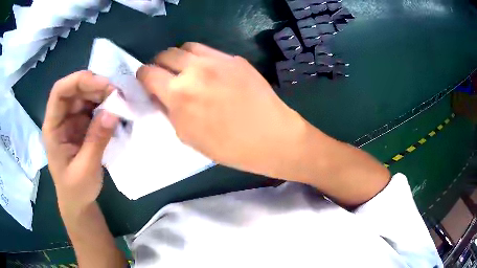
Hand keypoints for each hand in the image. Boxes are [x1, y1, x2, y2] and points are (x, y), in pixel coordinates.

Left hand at [42, 71, 117, 215]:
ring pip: (86, 96)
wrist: (78, 202)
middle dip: (95, 86)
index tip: (103, 85)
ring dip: (103, 94)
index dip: (79, 81)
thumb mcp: (86, 169)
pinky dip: (106, 105)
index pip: (59, 92)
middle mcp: (61, 118)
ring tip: (120, 101)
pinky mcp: (82, 125)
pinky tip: (117, 110)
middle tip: (117, 93)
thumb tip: (113, 112)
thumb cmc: (76, 189)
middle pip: (75, 90)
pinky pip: (94, 107)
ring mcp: (72, 120)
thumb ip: (96, 140)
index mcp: (53, 128)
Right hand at [137, 43, 306, 177]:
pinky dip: (200, 58)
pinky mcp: (235, 58)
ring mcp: (217, 60)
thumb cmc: (228, 146)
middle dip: (159, 64)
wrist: (271, 137)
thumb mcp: (187, 136)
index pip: (148, 72)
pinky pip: (208, 51)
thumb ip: (169, 110)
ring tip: (186, 71)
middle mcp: (194, 69)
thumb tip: (159, 94)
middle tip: (165, 76)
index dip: (143, 76)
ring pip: (186, 47)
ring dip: (180, 58)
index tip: (146, 81)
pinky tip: (208, 72)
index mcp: (178, 93)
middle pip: (165, 54)